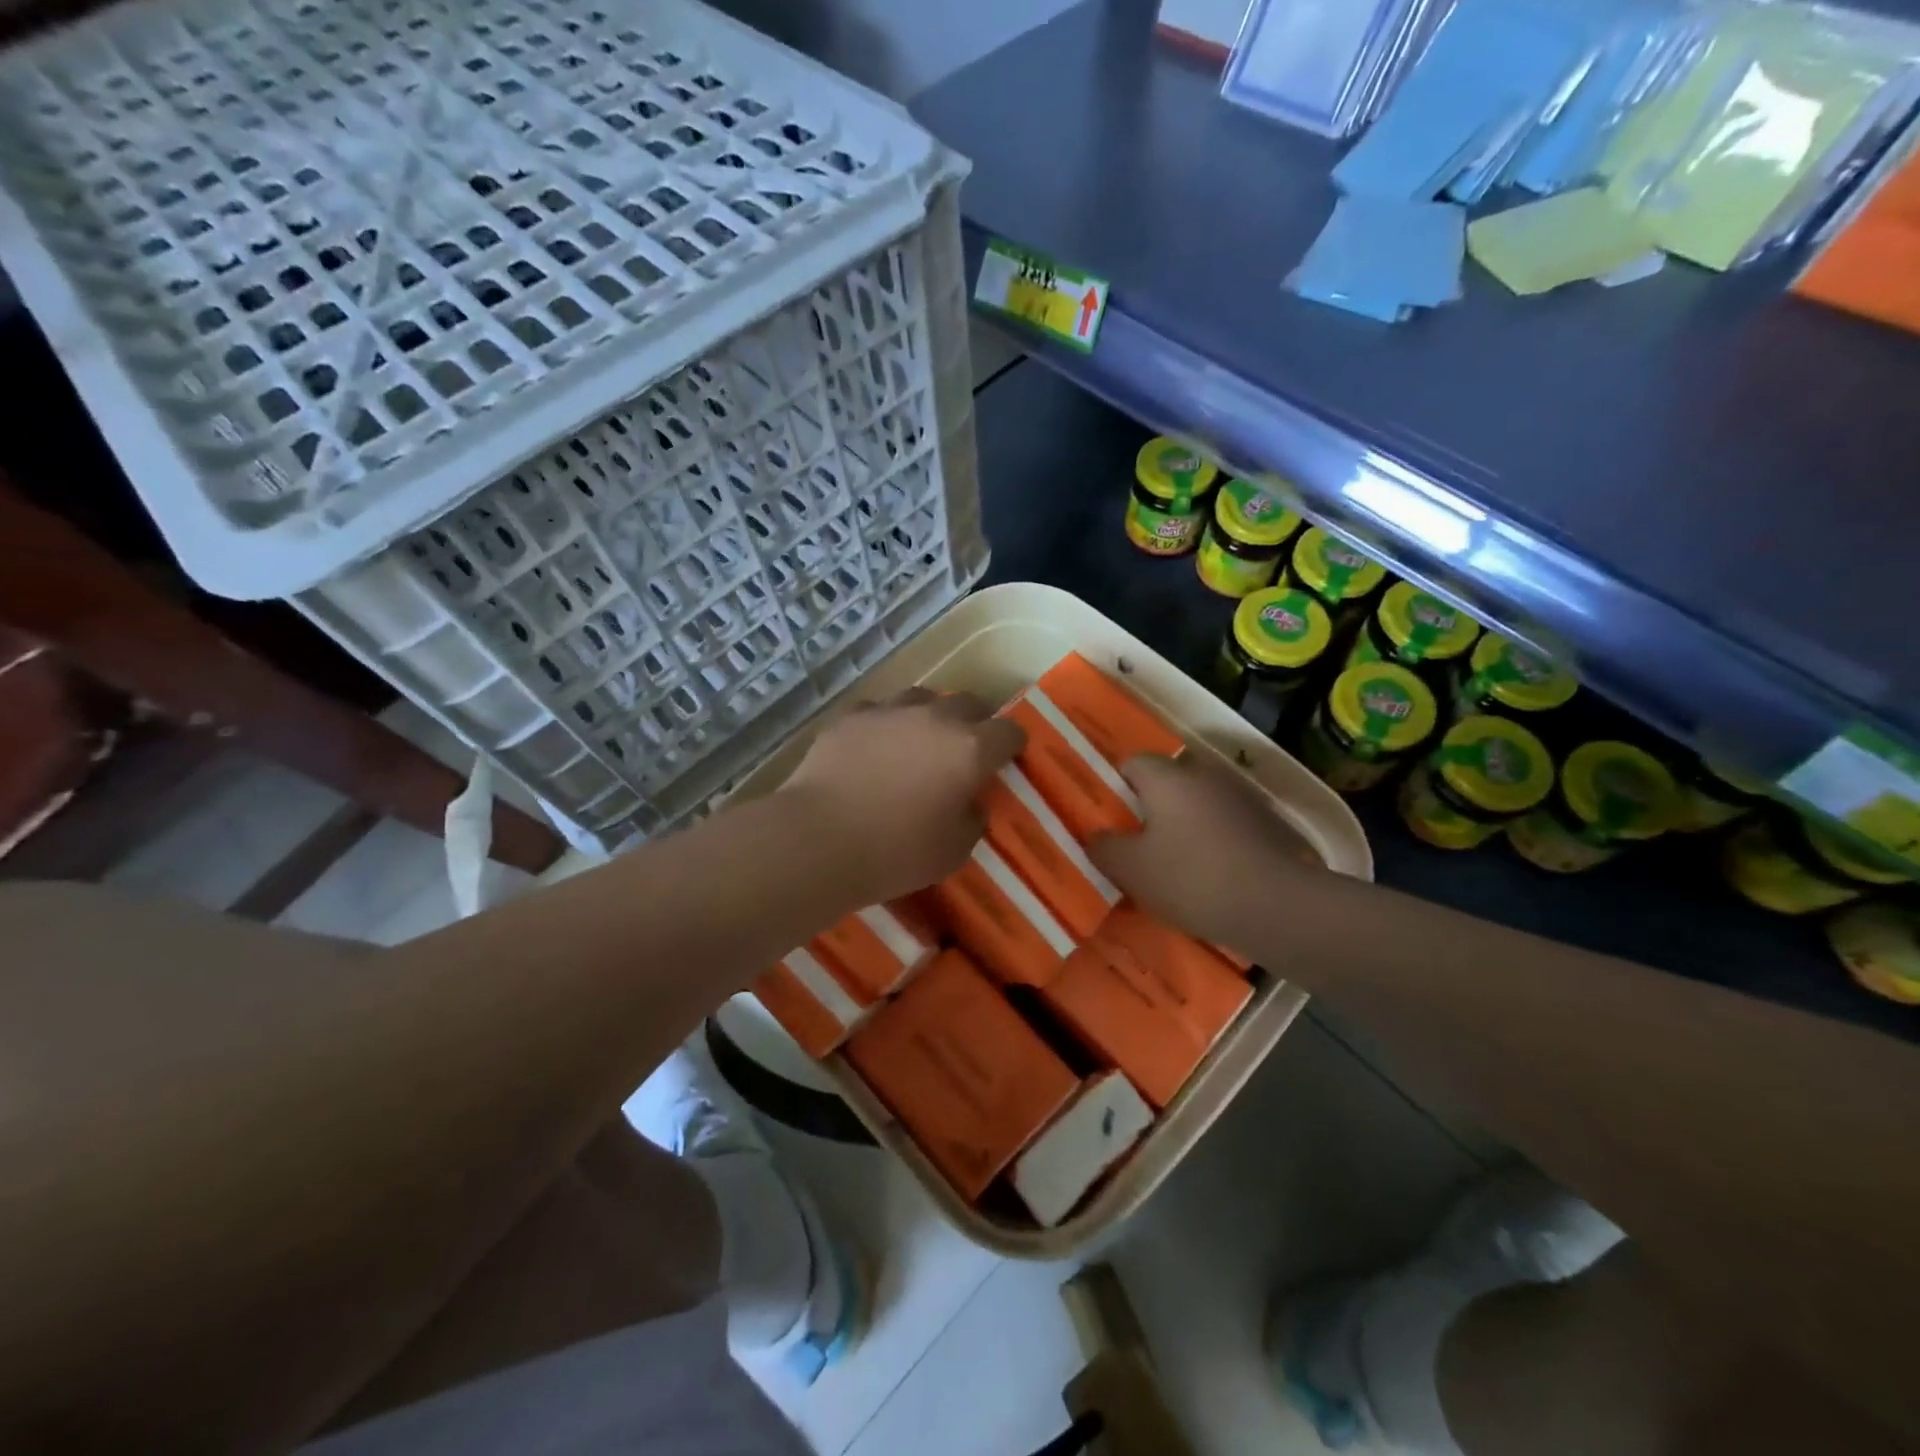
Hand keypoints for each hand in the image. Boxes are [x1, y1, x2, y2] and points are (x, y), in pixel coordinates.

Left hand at [778, 689, 1025, 903]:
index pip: (1009, 732)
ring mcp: (890, 711)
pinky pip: (878, 710)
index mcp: (970, 749)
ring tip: (920, 740)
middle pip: (969, 703)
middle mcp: (935, 718)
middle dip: (975, 722)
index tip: (1007, 757)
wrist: (819, 839)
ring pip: (922, 697)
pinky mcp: (851, 716)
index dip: (1012, 744)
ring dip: (930, 715)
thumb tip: (970, 804)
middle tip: (966, 748)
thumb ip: (972, 821)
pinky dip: (885, 724)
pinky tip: (874, 747)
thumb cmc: (895, 853)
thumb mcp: (953, 852)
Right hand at [1089, 754, 1322, 954]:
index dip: (1116, 789)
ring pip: (1199, 806)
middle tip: (1138, 847)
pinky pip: (1227, 827)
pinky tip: (1212, 878)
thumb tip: (1097, 836)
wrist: (1277, 906)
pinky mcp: (1269, 825)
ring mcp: (1242, 798)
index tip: (1111, 822)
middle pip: (1167, 784)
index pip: (1131, 764)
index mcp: (1168, 777)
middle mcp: (1205, 775)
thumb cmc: (1191, 878)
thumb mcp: (1131, 869)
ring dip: (1185, 828)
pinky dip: (1215, 844)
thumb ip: (1105, 848)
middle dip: (1151, 810)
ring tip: (1175, 867)